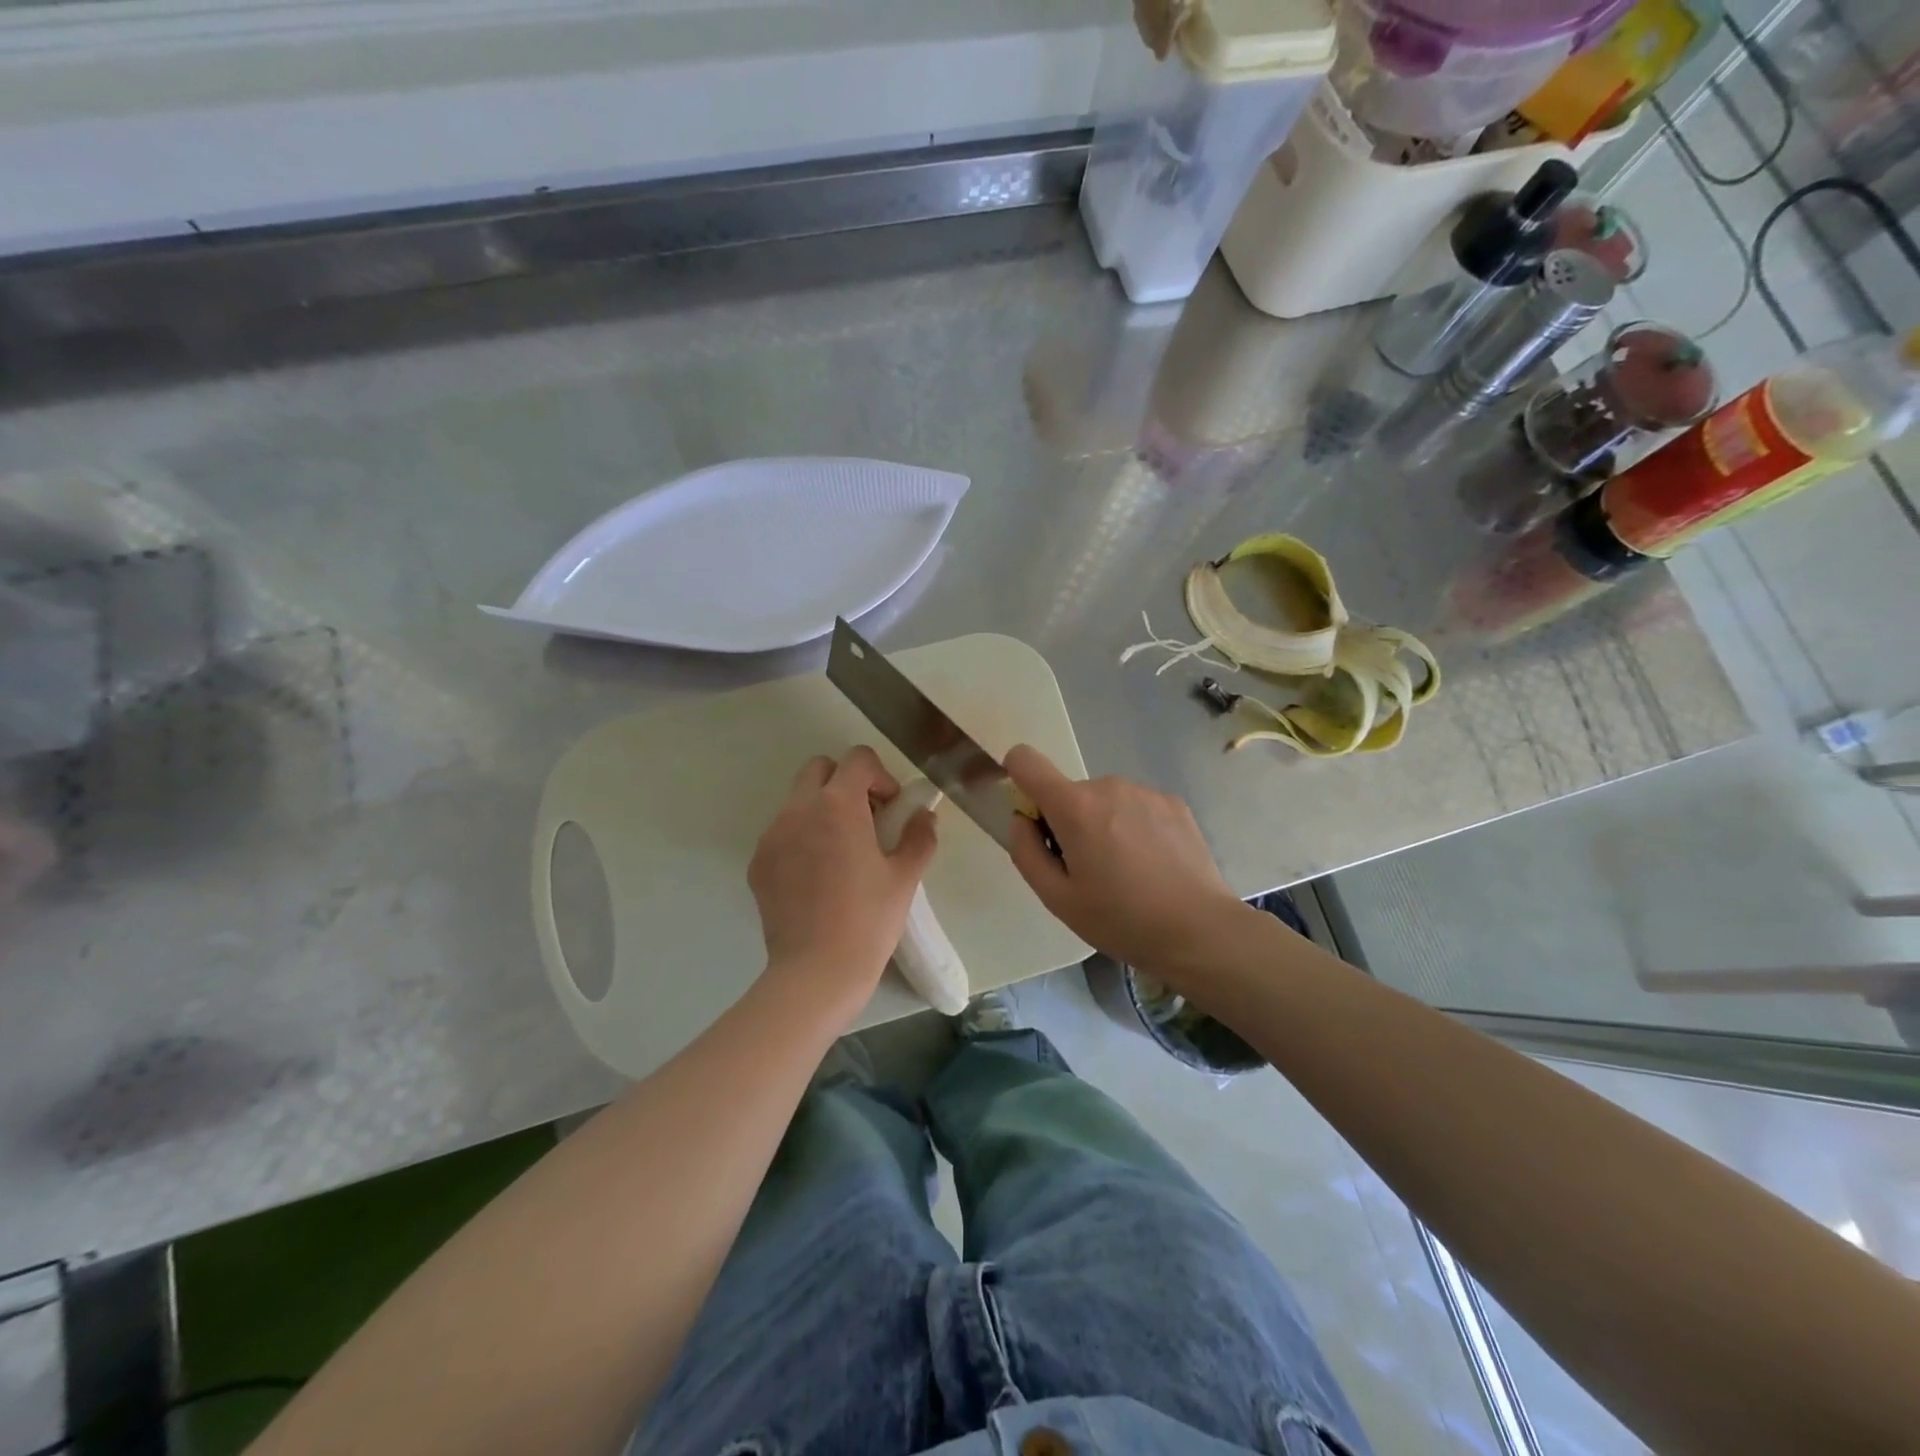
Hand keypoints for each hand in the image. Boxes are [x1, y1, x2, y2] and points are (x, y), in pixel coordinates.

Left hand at [748, 747, 937, 1011]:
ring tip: (842, 851)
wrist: (815, 972)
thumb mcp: (905, 877)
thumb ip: (919, 837)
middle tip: (867, 819)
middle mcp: (798, 809)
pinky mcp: (758, 862)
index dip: (880, 776)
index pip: (857, 759)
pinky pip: (782, 832)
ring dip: (822, 809)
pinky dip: (802, 837)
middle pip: (820, 768)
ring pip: (798, 800)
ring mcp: (772, 835)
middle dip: (846, 783)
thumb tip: (924, 816)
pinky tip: (818, 877)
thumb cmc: (869, 920)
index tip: (891, 808)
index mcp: (838, 805)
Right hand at [1005, 745, 1248, 980]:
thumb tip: (1021, 819)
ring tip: (1127, 872)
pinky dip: (1134, 827)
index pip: (1026, 760)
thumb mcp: (1057, 899)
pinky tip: (1153, 865)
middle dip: (1069, 822)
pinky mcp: (1173, 802)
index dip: (1017, 776)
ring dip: (1104, 825)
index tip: (1030, 813)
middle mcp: (1108, 786)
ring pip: (1105, 801)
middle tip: (1089, 871)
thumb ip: (1026, 852)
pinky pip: (1136, 806)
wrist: (1199, 930)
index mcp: (1074, 807)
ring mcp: (1145, 791)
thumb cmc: (1120, 919)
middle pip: (1070, 793)